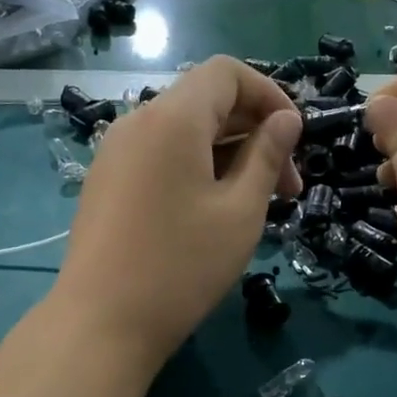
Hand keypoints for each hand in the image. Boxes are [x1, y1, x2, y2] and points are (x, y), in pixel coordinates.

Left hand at [51, 57, 301, 366]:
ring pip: (184, 131)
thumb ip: (267, 155)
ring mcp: (115, 152)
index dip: (270, 95)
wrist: (101, 323)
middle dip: (255, 132)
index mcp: (172, 118)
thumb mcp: (240, 211)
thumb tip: (286, 119)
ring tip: (256, 204)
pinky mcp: (106, 181)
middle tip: (288, 189)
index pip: (227, 73)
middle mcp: (138, 121)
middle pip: (206, 101)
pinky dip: (196, 167)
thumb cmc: (181, 266)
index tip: (296, 140)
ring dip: (228, 154)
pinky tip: (212, 211)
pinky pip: (160, 155)